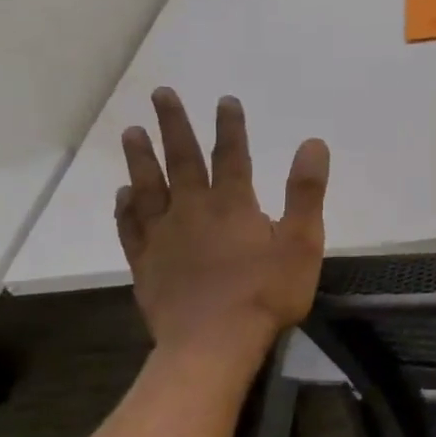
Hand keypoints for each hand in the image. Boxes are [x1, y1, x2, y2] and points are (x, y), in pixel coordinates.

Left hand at [115, 88, 329, 366]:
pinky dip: (125, 207)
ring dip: (140, 158)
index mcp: (233, 204)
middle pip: (182, 160)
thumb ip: (306, 192)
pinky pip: (131, 226)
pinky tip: (122, 195)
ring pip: (148, 187)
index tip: (225, 99)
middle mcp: (193, 210)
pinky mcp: (146, 262)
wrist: (214, 342)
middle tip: (161, 94)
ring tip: (130, 132)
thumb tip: (313, 144)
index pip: (231, 154)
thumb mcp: (302, 242)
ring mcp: (164, 236)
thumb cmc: (267, 292)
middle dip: (173, 125)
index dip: (230, 125)